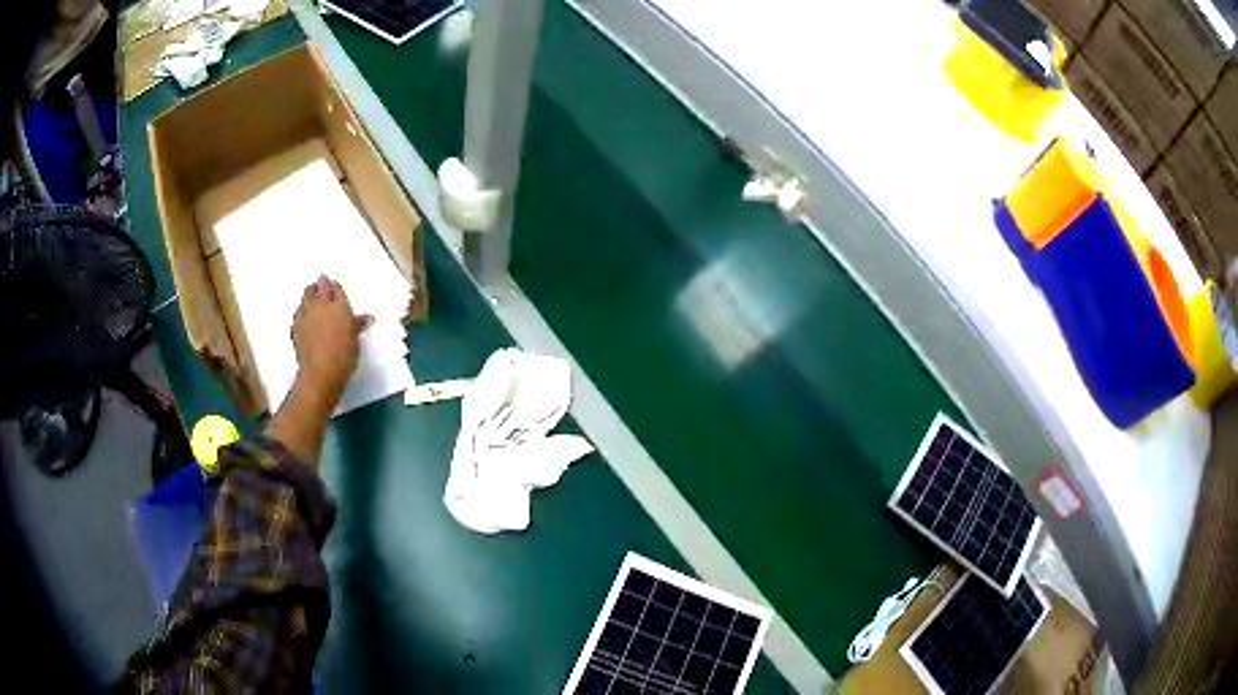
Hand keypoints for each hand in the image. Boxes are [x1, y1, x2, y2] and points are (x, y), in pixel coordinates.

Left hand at [291, 275, 371, 404]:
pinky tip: (304, 318)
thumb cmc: (344, 356)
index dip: (335, 286)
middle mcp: (321, 305)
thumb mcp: (355, 339)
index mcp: (339, 306)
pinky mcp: (295, 326)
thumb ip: (358, 324)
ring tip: (312, 300)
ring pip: (306, 296)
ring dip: (309, 295)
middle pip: (318, 287)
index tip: (334, 286)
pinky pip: (298, 312)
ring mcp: (306, 314)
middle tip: (321, 286)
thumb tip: (368, 317)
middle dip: (319, 285)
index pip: (336, 288)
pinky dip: (301, 311)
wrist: (320, 372)